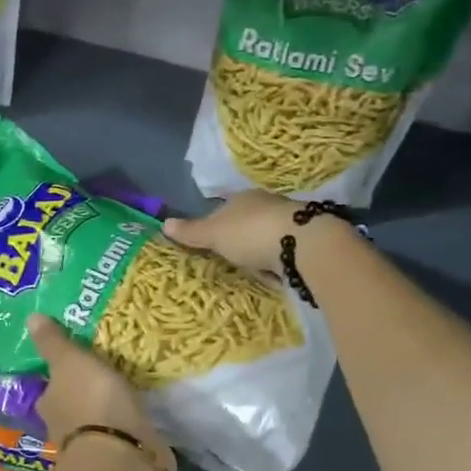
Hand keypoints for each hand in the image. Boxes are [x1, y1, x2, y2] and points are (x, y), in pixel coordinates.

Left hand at [27, 314, 171, 470]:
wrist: (123, 455)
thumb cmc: (91, 401)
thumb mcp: (70, 361)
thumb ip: (54, 343)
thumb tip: (30, 318)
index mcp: (48, 404)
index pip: (50, 387)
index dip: (61, 376)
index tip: (77, 363)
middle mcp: (64, 427)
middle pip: (72, 405)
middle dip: (85, 394)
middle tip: (104, 374)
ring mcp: (93, 446)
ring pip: (97, 422)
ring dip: (106, 412)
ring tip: (126, 392)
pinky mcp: (120, 458)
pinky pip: (121, 435)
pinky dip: (126, 427)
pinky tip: (139, 416)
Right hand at [162, 191, 303, 275]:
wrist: (303, 245)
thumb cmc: (250, 233)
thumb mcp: (214, 234)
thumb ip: (191, 231)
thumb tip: (164, 223)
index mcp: (243, 197)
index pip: (225, 202)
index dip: (216, 216)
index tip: (211, 234)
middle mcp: (267, 204)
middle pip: (248, 218)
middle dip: (240, 234)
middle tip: (230, 255)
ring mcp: (289, 221)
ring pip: (267, 233)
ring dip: (261, 247)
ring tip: (252, 267)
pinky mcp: (307, 240)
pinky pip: (285, 249)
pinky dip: (278, 259)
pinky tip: (275, 272)